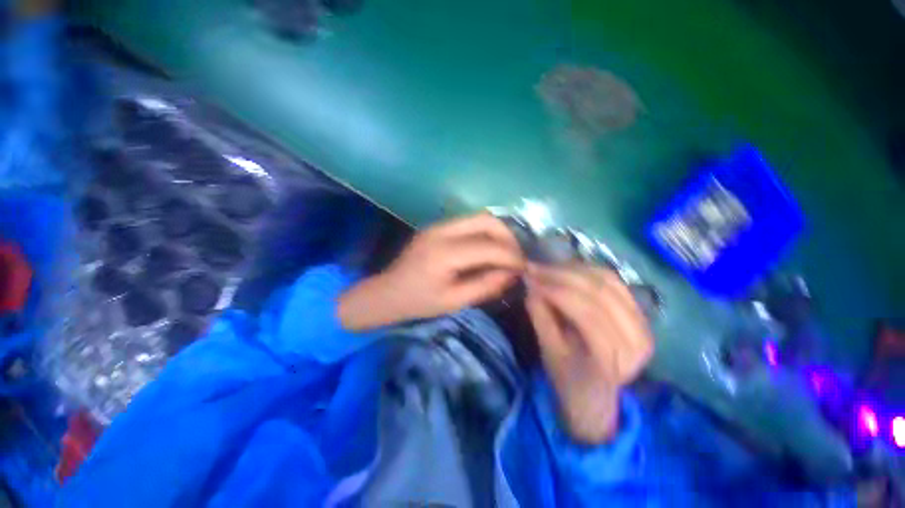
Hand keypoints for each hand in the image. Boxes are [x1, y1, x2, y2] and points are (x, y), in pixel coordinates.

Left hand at [339, 213, 524, 330]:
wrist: (387, 292)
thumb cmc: (418, 302)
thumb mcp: (454, 301)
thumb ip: (485, 286)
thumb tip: (512, 274)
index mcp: (444, 253)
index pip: (488, 247)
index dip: (511, 256)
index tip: (525, 268)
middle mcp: (442, 231)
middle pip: (486, 219)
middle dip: (508, 236)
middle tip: (516, 257)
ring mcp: (439, 225)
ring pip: (479, 217)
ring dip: (498, 232)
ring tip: (506, 252)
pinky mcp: (437, 226)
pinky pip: (469, 223)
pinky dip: (485, 233)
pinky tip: (488, 249)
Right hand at [526, 264, 652, 443]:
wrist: (595, 392)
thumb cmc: (569, 378)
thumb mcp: (549, 352)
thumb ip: (541, 318)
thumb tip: (531, 286)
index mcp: (615, 360)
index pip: (587, 316)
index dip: (556, 293)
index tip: (530, 280)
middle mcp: (637, 339)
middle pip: (600, 294)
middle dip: (562, 276)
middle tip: (534, 269)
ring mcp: (643, 322)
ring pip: (607, 282)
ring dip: (572, 270)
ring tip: (546, 268)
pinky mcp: (638, 310)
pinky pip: (612, 280)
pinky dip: (586, 270)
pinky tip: (565, 269)